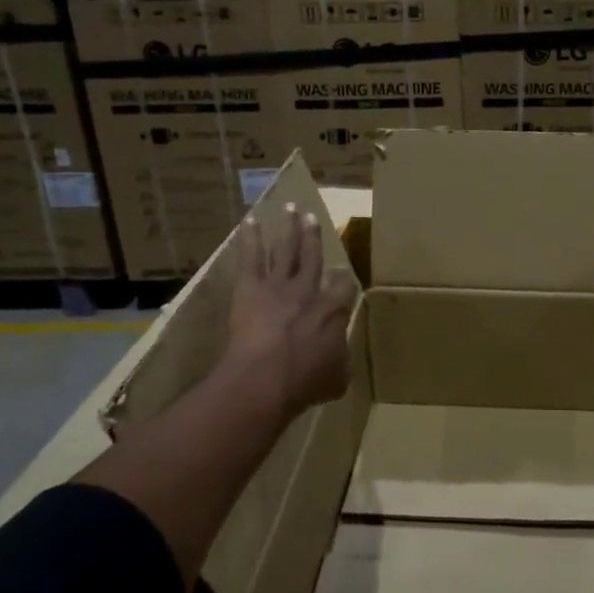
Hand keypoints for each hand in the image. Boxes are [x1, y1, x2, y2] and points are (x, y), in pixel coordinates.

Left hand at [227, 202, 356, 420]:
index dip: (343, 281)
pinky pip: (251, 257)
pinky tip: (249, 220)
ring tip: (291, 209)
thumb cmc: (304, 382)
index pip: (344, 286)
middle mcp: (309, 291)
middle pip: (314, 257)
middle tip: (313, 219)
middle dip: (313, 238)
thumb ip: (340, 361)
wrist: (265, 379)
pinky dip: (250, 238)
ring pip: (286, 250)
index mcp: (334, 311)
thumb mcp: (337, 378)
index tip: (342, 275)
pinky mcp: (251, 288)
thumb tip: (339, 357)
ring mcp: (279, 285)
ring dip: (289, 229)